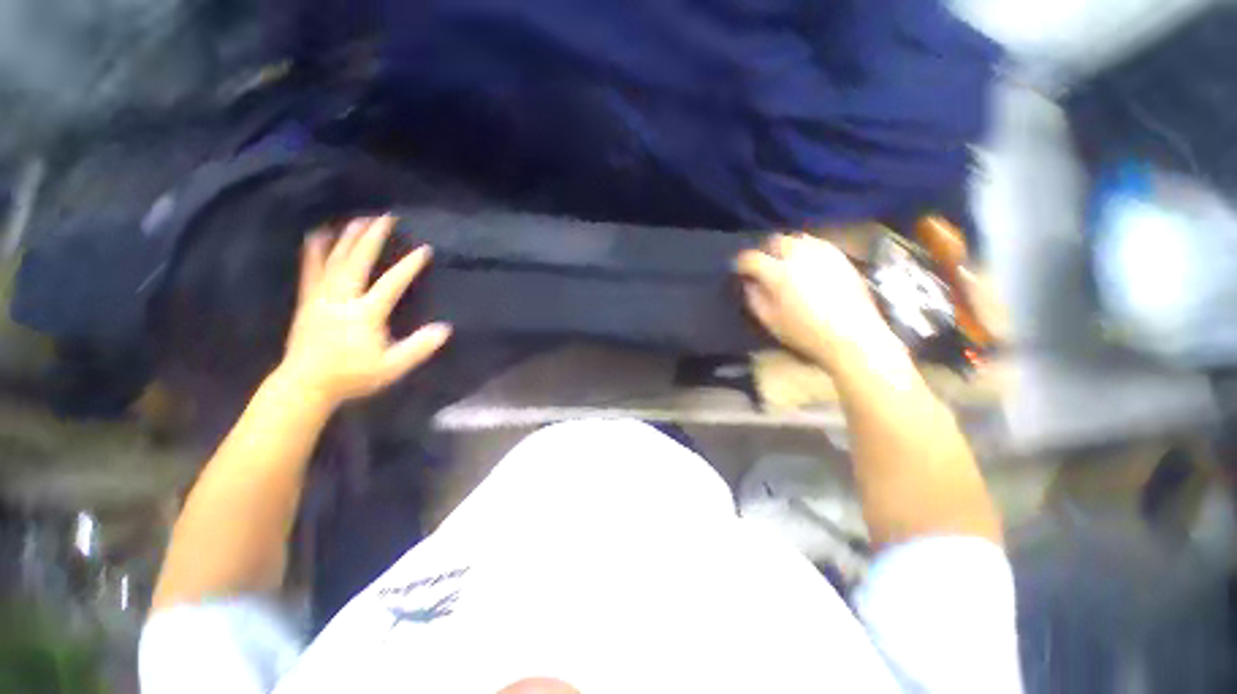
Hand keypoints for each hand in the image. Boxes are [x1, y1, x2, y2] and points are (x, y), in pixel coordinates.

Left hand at [276, 216, 451, 406]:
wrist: (305, 384)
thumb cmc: (352, 376)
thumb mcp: (393, 367)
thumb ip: (418, 348)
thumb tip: (445, 329)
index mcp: (365, 314)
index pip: (391, 284)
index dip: (409, 266)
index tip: (424, 249)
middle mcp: (342, 299)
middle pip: (358, 262)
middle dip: (372, 238)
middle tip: (385, 218)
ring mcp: (321, 298)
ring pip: (334, 261)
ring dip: (348, 238)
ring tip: (358, 219)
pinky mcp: (308, 301)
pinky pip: (310, 270)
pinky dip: (315, 250)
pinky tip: (318, 235)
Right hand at [735, 233, 900, 370]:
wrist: (853, 336)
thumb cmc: (805, 333)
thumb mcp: (769, 320)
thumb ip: (754, 298)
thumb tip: (749, 282)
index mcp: (778, 273)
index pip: (750, 258)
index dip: (740, 263)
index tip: (739, 271)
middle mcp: (799, 255)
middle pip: (775, 241)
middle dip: (765, 251)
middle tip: (763, 267)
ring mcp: (823, 252)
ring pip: (797, 238)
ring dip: (786, 248)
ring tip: (785, 263)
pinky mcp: (840, 256)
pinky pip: (817, 244)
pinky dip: (806, 250)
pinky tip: (807, 265)